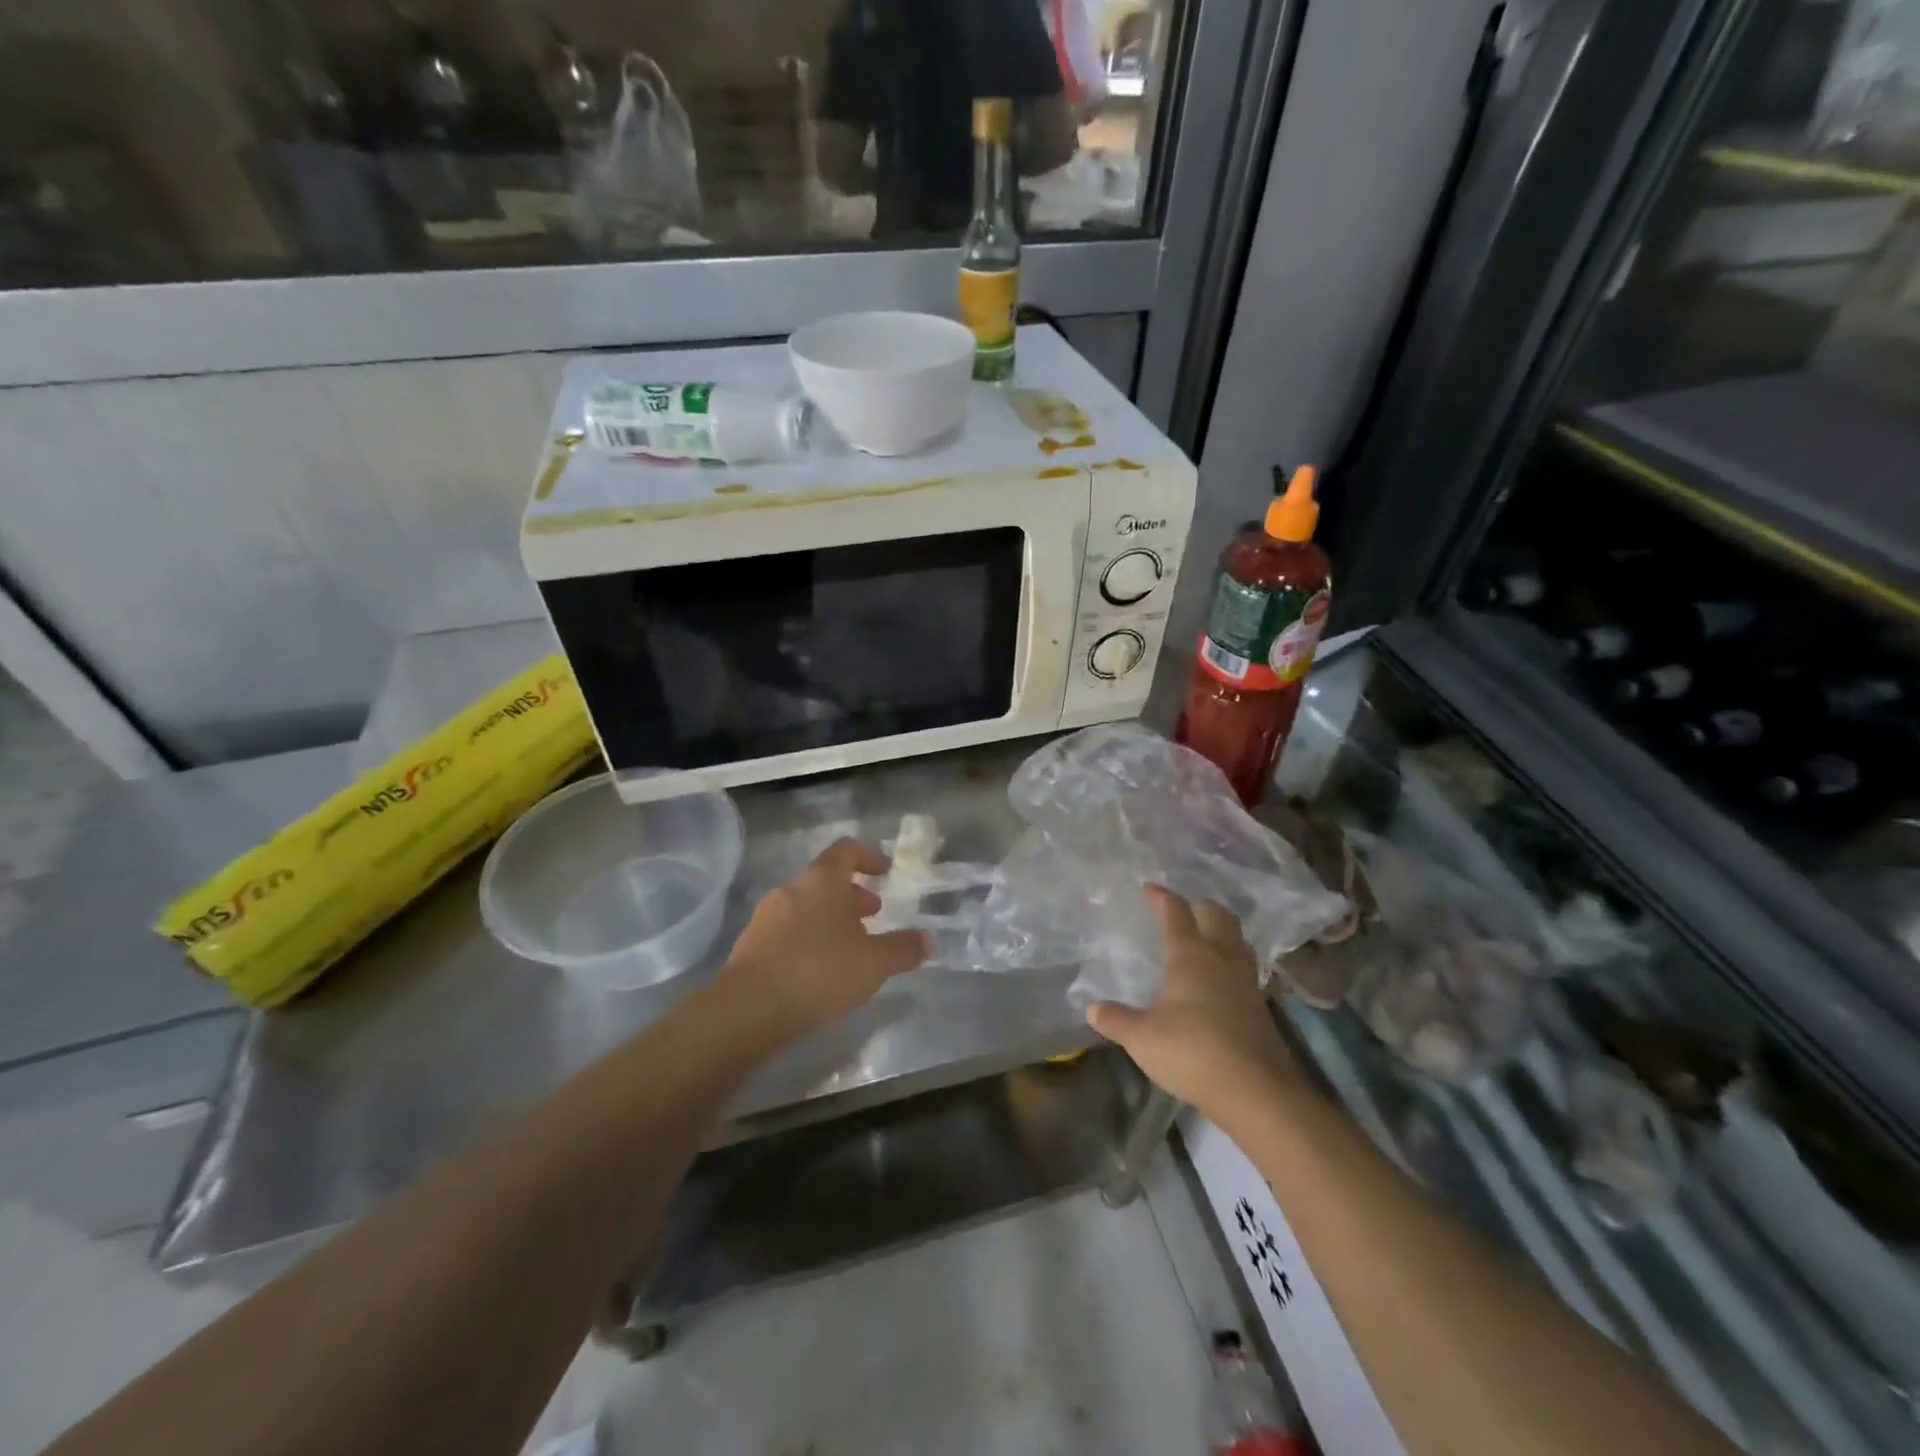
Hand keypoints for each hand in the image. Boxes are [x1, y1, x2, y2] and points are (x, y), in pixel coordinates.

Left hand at [718, 838, 927, 1033]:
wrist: (749, 1009)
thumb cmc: (819, 971)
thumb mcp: (874, 963)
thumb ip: (903, 949)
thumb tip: (928, 939)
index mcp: (822, 880)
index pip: (846, 850)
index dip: (868, 857)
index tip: (885, 872)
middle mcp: (792, 889)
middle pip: (826, 880)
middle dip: (852, 896)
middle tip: (873, 916)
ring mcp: (767, 916)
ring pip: (806, 906)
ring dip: (830, 919)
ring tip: (850, 947)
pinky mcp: (751, 944)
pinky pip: (788, 930)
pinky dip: (809, 938)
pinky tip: (820, 970)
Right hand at [1086, 886, 1301, 1122]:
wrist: (1258, 1092)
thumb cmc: (1193, 1053)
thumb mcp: (1143, 1039)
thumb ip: (1117, 1020)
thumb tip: (1092, 1009)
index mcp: (1190, 955)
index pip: (1176, 912)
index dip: (1161, 897)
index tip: (1149, 888)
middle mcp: (1221, 958)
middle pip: (1216, 915)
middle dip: (1198, 906)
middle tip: (1181, 911)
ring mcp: (1246, 981)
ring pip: (1237, 938)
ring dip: (1220, 931)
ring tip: (1203, 939)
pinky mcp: (1261, 1006)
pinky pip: (1244, 967)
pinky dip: (1230, 960)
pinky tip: (1219, 980)